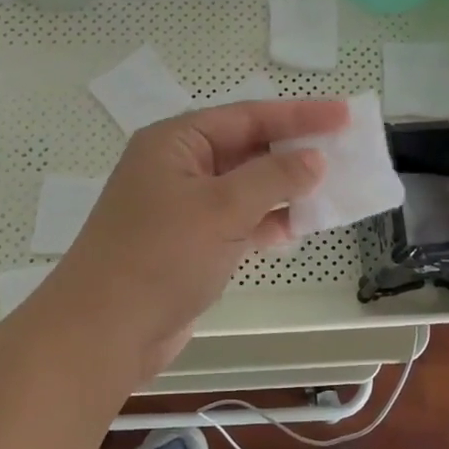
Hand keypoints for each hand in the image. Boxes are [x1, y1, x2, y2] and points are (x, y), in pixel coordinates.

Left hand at [37, 97, 348, 379]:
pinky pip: (239, 220)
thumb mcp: (221, 208)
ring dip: (286, 188)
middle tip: (345, 150)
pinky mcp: (191, 244)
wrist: (103, 334)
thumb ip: (273, 178)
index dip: (300, 114)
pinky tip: (299, 227)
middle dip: (294, 151)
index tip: (345, 115)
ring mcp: (184, 207)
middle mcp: (179, 167)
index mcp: (176, 142)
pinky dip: (268, 221)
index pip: (248, 116)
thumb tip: (313, 159)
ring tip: (333, 188)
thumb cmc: (159, 257)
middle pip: (248, 148)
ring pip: (247, 187)